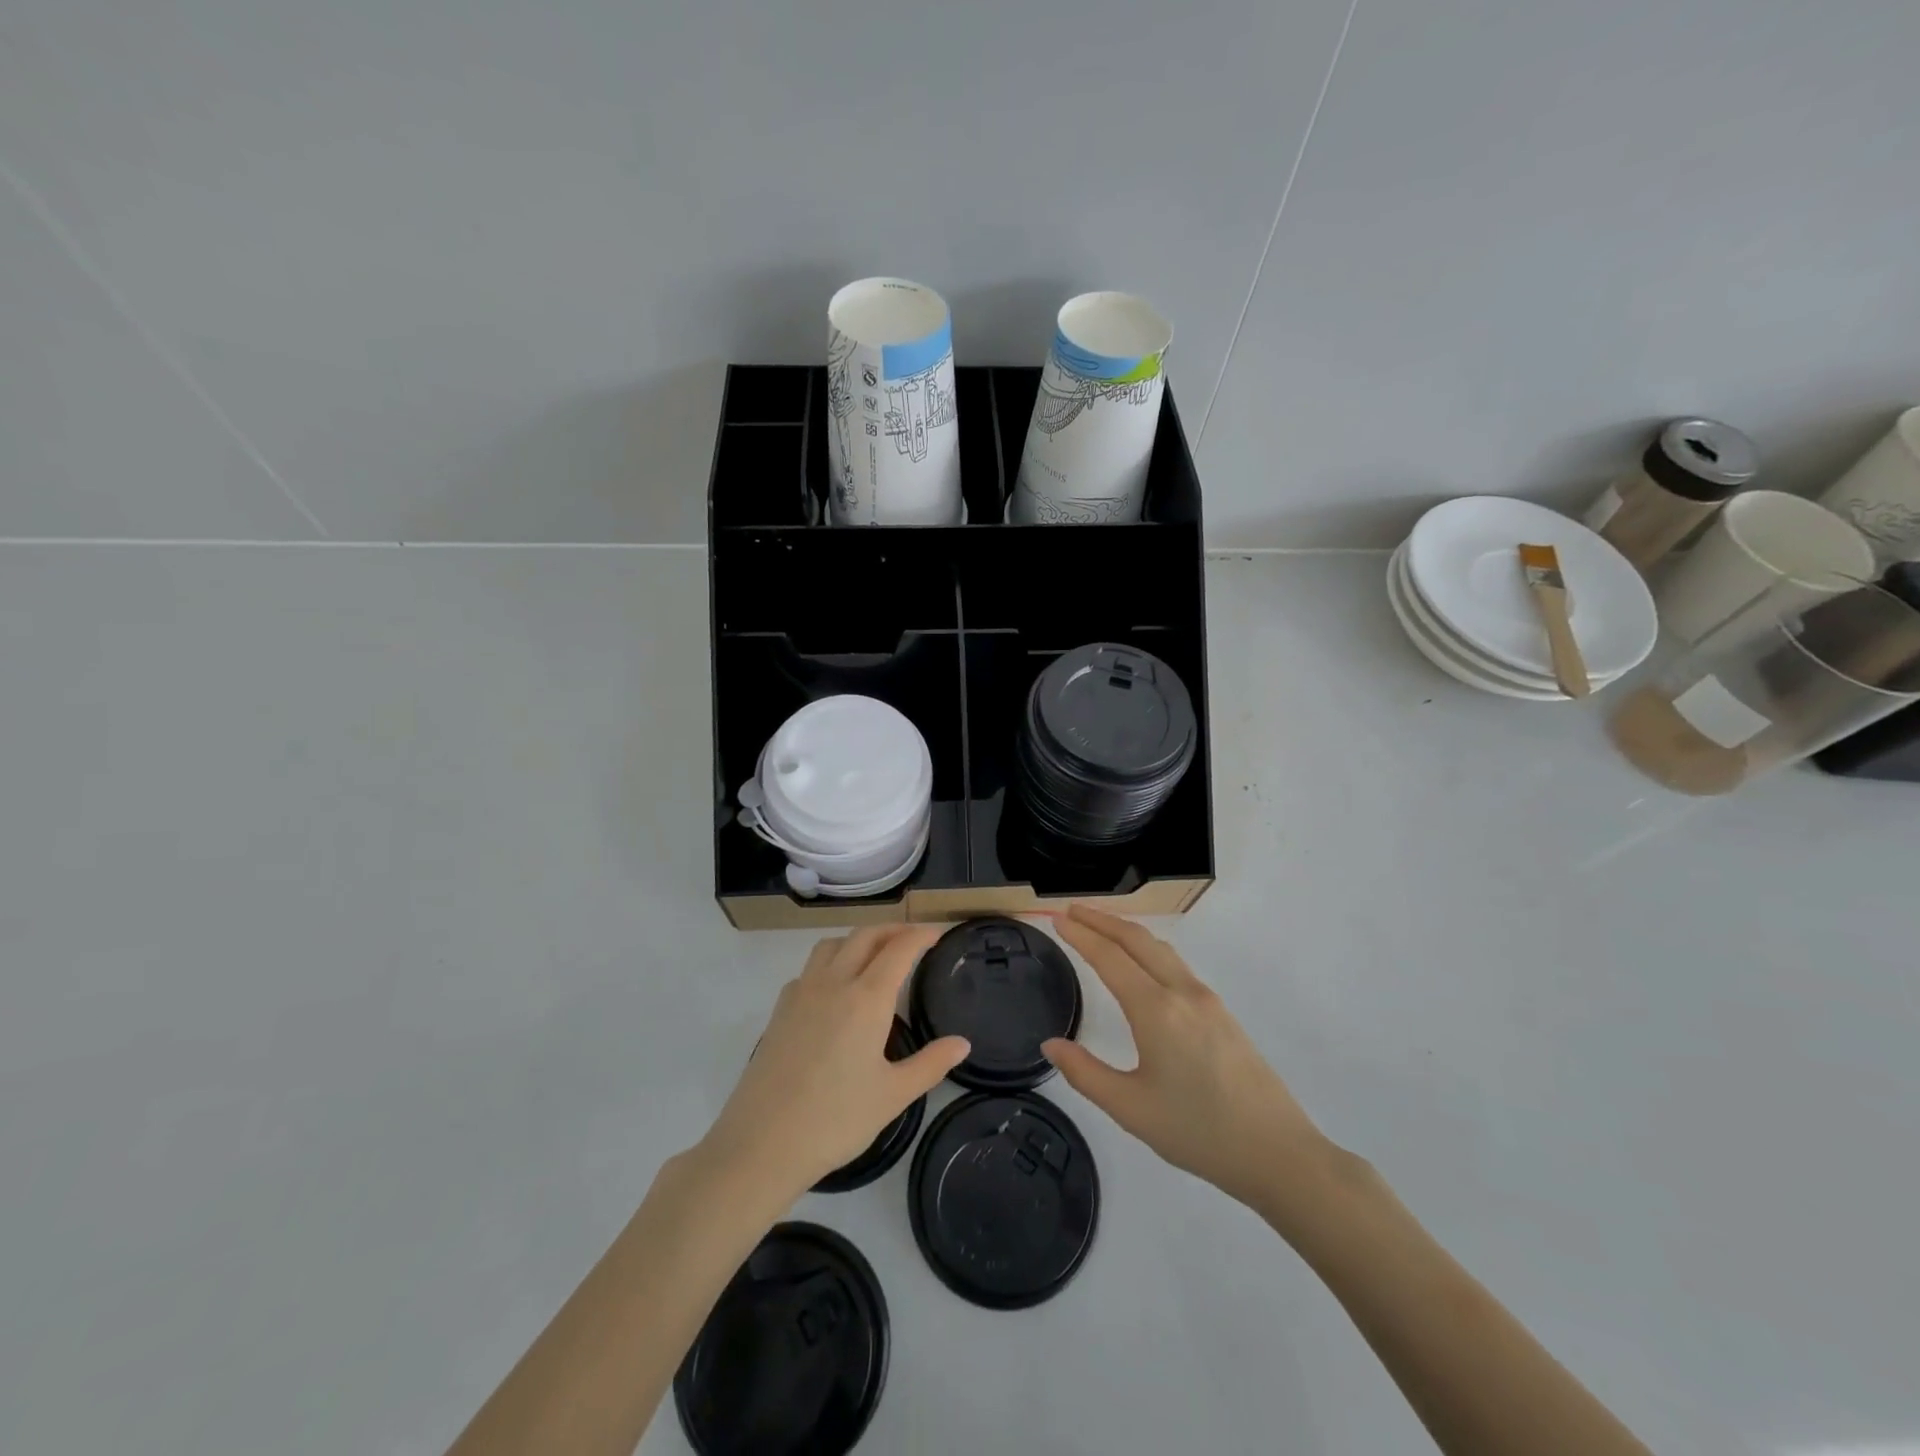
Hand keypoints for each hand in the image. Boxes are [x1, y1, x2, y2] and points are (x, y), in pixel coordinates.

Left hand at [698, 926, 969, 1204]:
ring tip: (875, 955)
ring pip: (832, 945)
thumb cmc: (836, 1120)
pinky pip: (809, 968)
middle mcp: (833, 983)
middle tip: (913, 938)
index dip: (920, 935)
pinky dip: (830, 962)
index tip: (937, 933)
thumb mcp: (893, 1095)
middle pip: (865, 936)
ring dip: (858, 939)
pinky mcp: (780, 1010)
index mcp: (866, 998)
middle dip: (892, 929)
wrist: (762, 1144)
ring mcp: (801, 993)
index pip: (899, 949)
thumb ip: (930, 1064)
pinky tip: (835, 989)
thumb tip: (962, 1043)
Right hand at [1042, 904, 1329, 1211]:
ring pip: (1161, 949)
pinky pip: (1176, 964)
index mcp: (1156, 1010)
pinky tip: (1142, 964)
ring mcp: (1207, 1000)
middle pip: (1137, 940)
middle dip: (1102, 920)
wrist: (1278, 1152)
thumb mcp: (1131, 1109)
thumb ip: (1085, 1073)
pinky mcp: (1222, 1013)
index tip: (1056, 918)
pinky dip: (1148, 949)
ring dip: (1127, 931)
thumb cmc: (1198, 1132)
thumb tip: (1051, 1044)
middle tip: (1071, 911)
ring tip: (1101, 929)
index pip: (1110, 957)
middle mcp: (1182, 992)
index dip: (1080, 935)